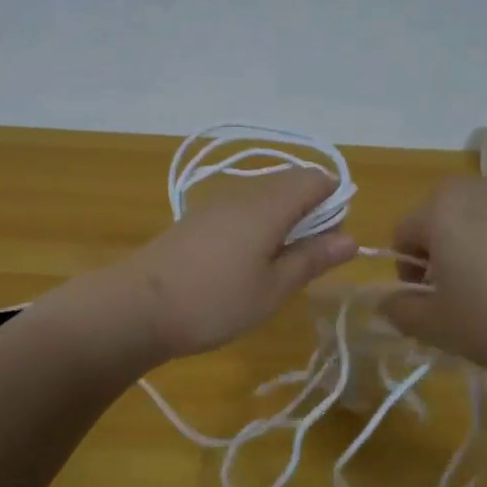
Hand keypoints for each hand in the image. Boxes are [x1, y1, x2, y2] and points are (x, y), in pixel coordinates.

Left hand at [79, 168, 357, 366]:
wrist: (135, 307)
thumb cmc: (214, 301)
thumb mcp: (273, 289)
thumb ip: (312, 259)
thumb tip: (351, 237)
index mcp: (268, 205)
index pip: (314, 179)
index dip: (334, 200)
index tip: (334, 240)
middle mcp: (241, 195)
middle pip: (288, 186)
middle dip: (309, 214)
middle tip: (309, 261)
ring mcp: (213, 206)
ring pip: (262, 200)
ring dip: (281, 224)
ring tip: (280, 268)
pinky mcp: (194, 223)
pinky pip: (239, 213)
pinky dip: (255, 230)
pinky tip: (246, 266)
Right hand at [380, 175, 486, 392]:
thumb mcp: (436, 328)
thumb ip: (399, 309)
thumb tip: (385, 300)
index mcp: (443, 210)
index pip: (405, 232)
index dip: (409, 268)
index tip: (430, 299)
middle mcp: (485, 188)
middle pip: (450, 212)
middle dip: (449, 245)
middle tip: (467, 289)